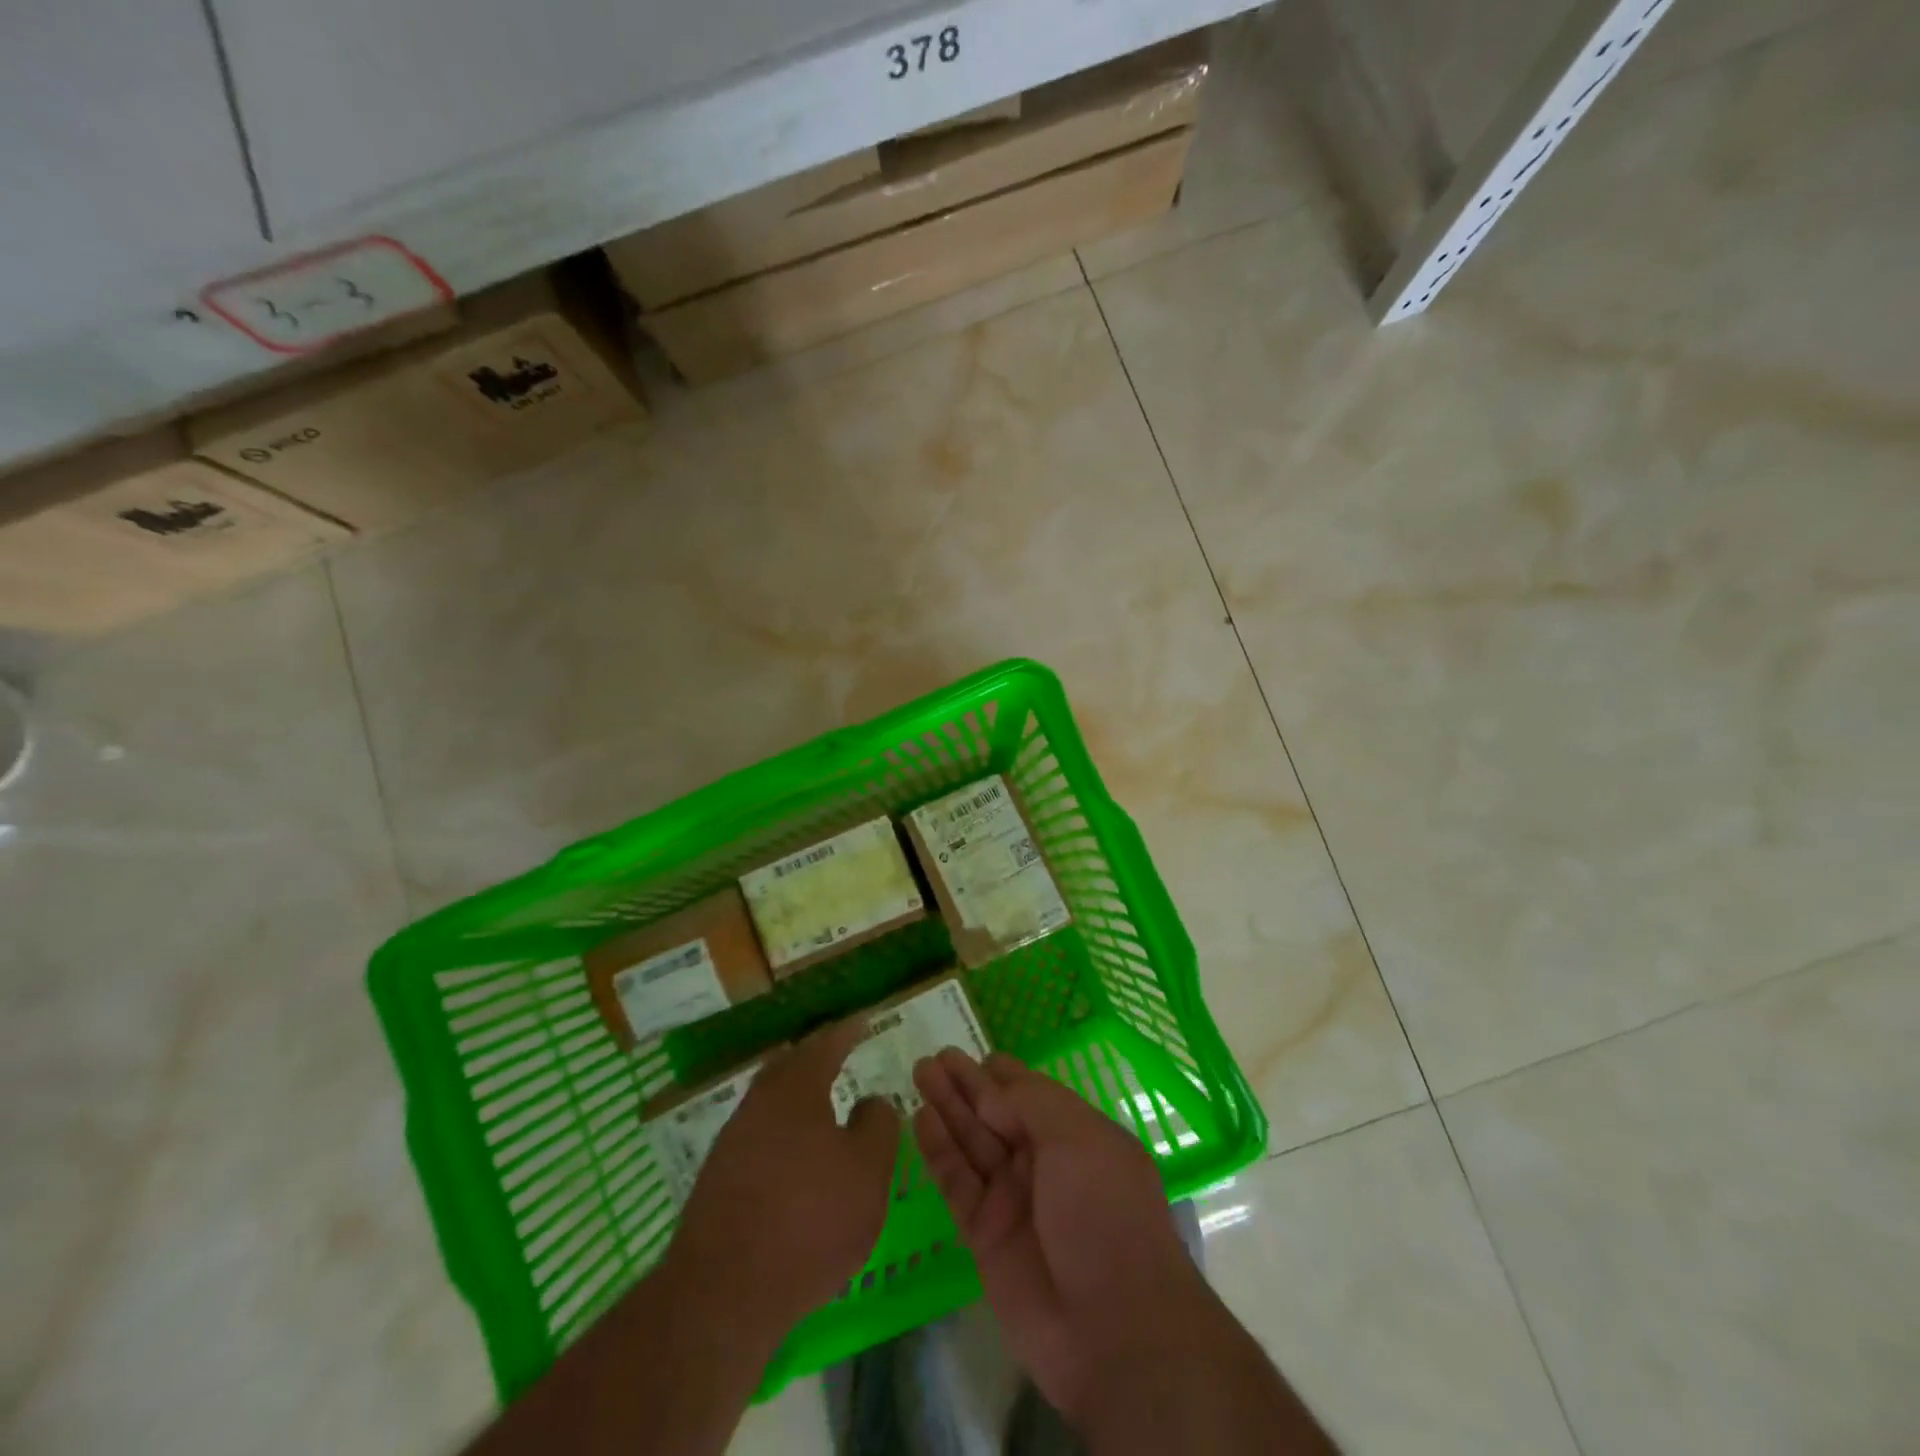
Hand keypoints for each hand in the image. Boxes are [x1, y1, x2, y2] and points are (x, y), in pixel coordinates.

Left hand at [669, 1021, 900, 1335]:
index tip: (863, 1022)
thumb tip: (870, 1102)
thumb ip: (878, 1125)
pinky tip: (796, 1162)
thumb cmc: (809, 1220)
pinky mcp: (718, 1181)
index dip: (847, 1032)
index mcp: (796, 1088)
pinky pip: (759, 1139)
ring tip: (823, 1112)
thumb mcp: (868, 1171)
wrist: (722, 1293)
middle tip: (839, 1057)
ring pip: (771, 1104)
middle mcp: (759, 1103)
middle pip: (788, 1068)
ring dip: (797, 1101)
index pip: (826, 1044)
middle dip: (815, 1059)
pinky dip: (782, 1137)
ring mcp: (732, 1142)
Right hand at [911, 1049, 1217, 1422]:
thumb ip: (1030, 1103)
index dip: (1000, 1073)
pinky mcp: (985, 1236)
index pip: (1030, 1093)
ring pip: (972, 1142)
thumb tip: (992, 1088)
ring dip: (947, 1108)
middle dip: (966, 1085)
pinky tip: (921, 1119)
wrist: (1112, 1329)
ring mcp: (1013, 1200)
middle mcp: (1043, 1163)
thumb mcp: (1078, 1139)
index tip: (971, 1052)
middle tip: (932, 1058)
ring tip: (919, 1073)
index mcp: (1076, 1136)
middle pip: (995, 1113)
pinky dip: (939, 1151)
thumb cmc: (1104, 1213)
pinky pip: (957, 1183)